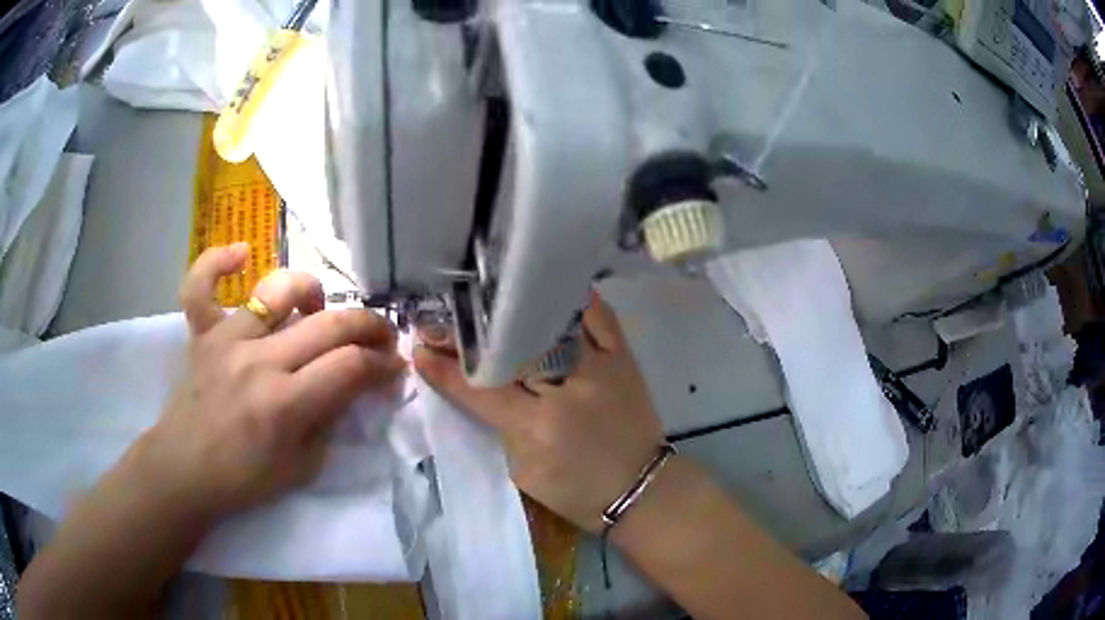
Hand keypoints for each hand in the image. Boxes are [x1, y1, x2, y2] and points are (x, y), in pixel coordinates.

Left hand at [131, 244, 405, 518]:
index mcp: (285, 405)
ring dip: (312, 291)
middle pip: (328, 324)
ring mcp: (226, 340)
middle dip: (370, 325)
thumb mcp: (302, 467)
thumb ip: (330, 421)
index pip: (350, 367)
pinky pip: (202, 285)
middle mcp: (258, 362)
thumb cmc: (244, 479)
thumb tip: (353, 385)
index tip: (394, 367)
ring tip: (319, 307)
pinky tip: (241, 255)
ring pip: (278, 291)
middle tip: (383, 336)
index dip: (383, 364)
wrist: (185, 471)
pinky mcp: (202, 333)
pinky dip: (218, 262)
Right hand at [414, 292, 665, 531]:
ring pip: (547, 323)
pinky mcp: (624, 358)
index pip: (479, 388)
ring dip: (509, 310)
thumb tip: (471, 385)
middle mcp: (567, 388)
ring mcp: (599, 367)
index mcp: (536, 426)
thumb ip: (498, 425)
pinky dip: (576, 299)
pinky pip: (599, 316)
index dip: (445, 368)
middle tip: (441, 319)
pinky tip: (550, 284)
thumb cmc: (577, 491)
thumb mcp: (524, 470)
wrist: (641, 489)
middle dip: (468, 332)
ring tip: (480, 296)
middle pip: (507, 349)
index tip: (418, 347)